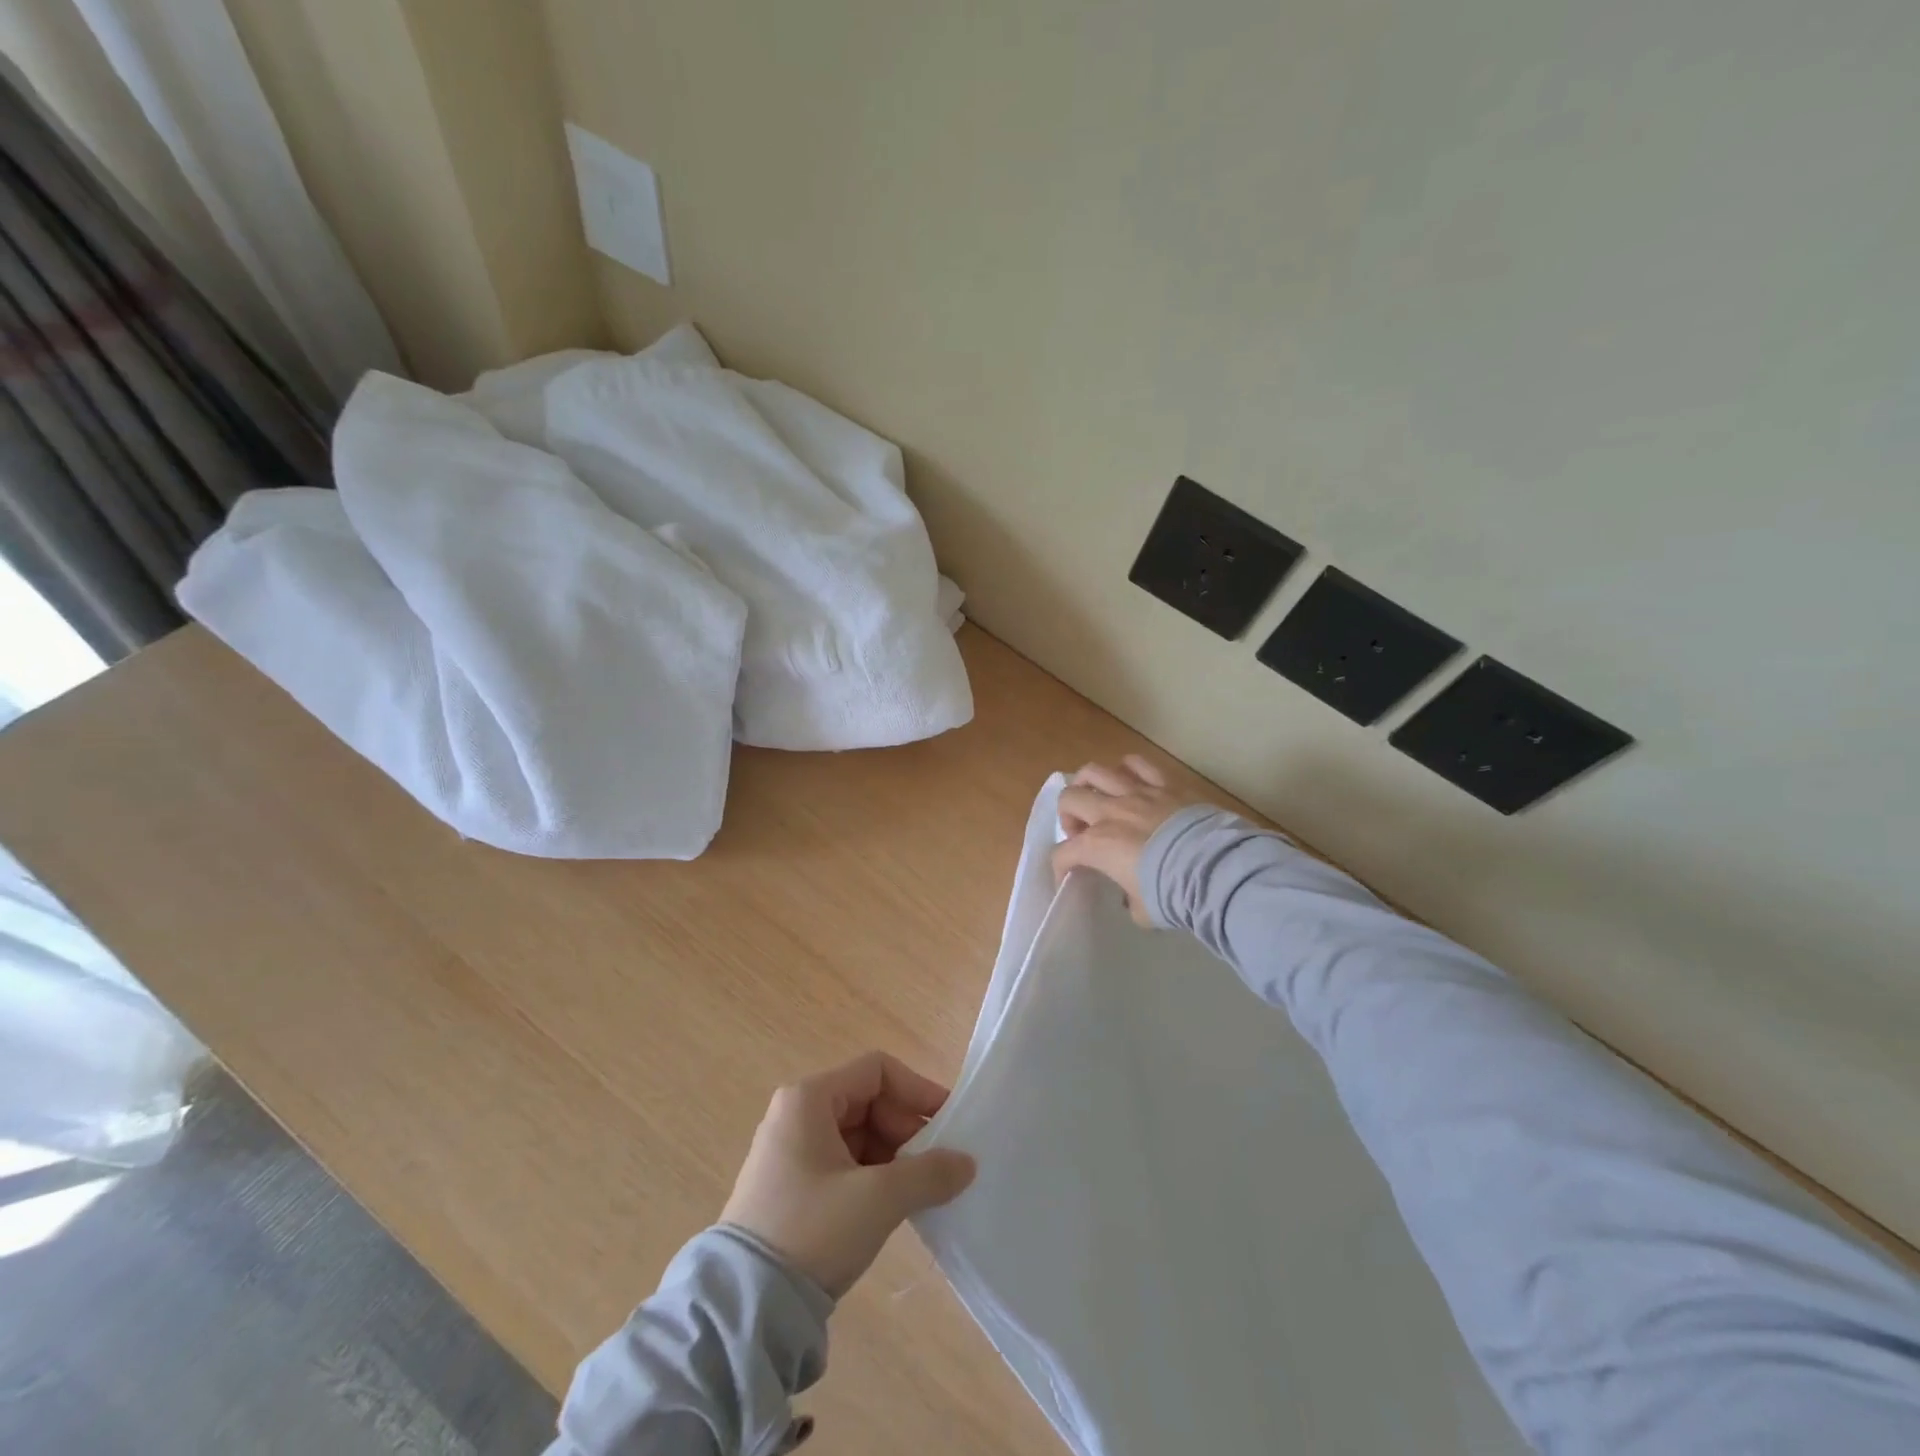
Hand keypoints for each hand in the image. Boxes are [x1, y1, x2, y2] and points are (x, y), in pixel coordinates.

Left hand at [721, 1052, 976, 1297]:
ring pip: (858, 1135)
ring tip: (921, 1189)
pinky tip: (894, 1206)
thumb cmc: (812, 1230)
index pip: (877, 1070)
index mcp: (809, 1098)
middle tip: (937, 1164)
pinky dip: (873, 1176)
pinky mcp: (792, 1186)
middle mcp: (797, 1114)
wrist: (746, 1307)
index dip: (917, 1090)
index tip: (948, 1123)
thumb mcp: (878, 1199)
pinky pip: (844, 1163)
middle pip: (868, 1101)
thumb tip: (967, 1163)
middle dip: (907, 1129)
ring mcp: (792, 1151)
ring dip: (894, 1156)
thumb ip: (929, 1174)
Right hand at [1052, 755, 1199, 926]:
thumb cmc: (1172, 895)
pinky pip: (1137, 763)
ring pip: (1095, 771)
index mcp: (1097, 845)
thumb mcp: (1142, 910)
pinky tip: (1129, 782)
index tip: (1069, 877)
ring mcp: (1137, 793)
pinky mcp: (1165, 784)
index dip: (1060, 867)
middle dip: (1068, 816)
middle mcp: (1110, 813)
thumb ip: (1129, 899)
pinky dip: (1127, 769)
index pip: (1063, 854)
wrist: (1215, 870)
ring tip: (1097, 798)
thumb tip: (1132, 895)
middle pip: (1069, 798)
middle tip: (1082, 831)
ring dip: (1088, 785)